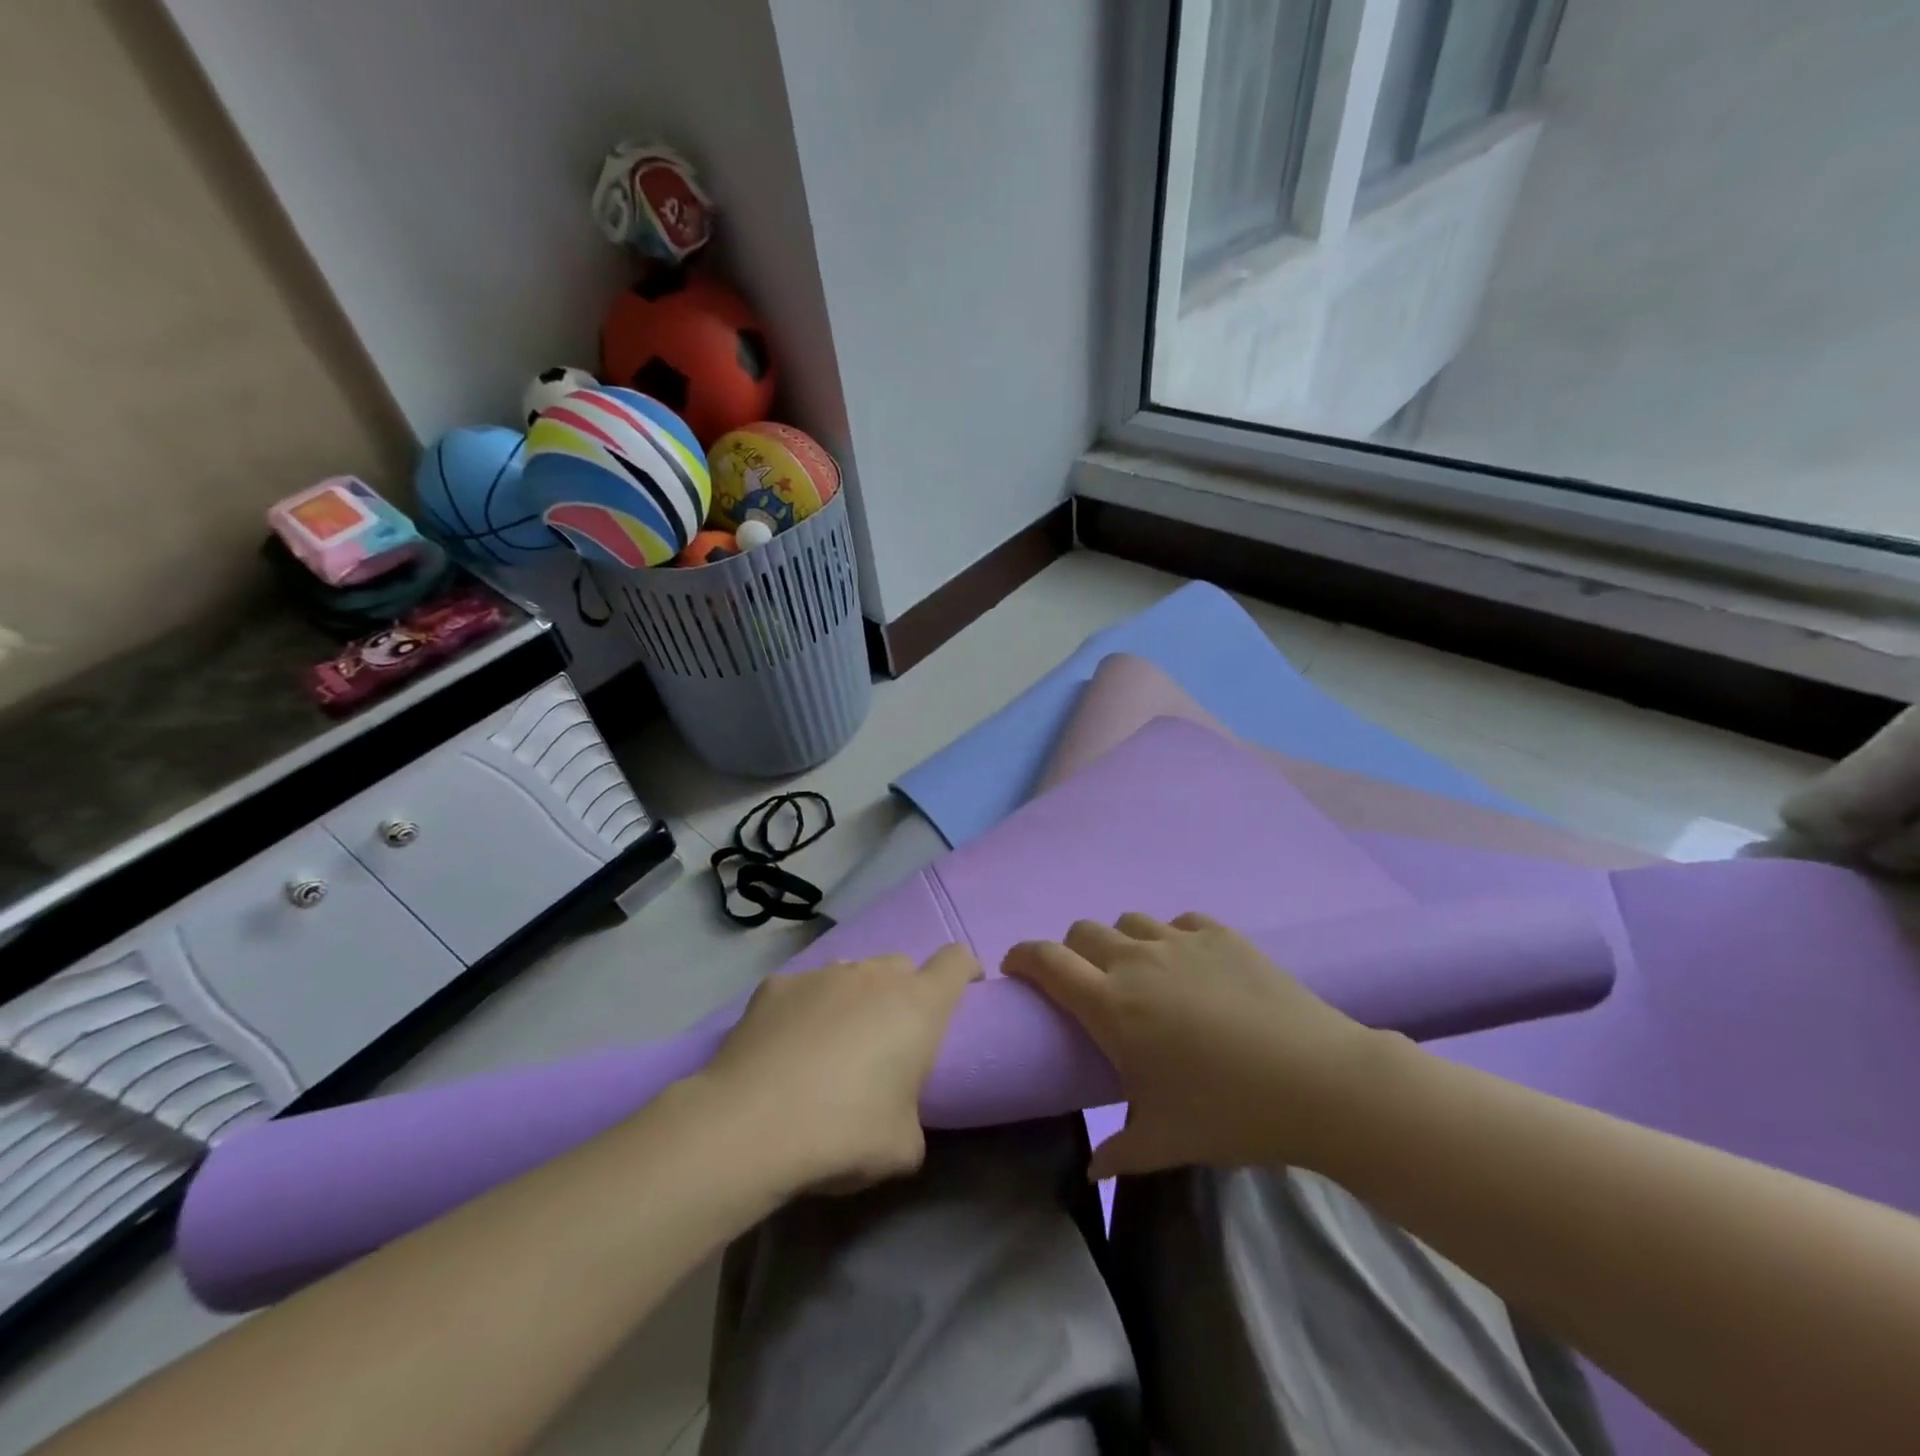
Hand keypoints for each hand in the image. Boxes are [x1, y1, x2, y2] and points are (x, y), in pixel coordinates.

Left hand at [696, 946, 981, 1194]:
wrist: (752, 1125)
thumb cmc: (845, 1132)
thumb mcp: (904, 1147)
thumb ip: (914, 1116)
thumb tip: (899, 1115)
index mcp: (918, 1005)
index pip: (956, 961)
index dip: (965, 971)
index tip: (964, 989)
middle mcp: (874, 975)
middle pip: (902, 966)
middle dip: (904, 992)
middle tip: (889, 1037)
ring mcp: (822, 974)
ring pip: (852, 973)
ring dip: (854, 999)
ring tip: (832, 1044)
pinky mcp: (776, 984)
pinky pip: (804, 989)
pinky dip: (805, 1009)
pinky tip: (785, 1047)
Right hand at [1003, 913, 1383, 1177]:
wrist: (1318, 1081)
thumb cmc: (1229, 1112)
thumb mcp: (1164, 1141)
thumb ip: (1118, 1152)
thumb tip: (1092, 1169)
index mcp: (1111, 1005)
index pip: (1046, 960)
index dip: (1022, 957)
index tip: (1016, 969)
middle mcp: (1136, 961)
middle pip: (1082, 931)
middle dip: (1072, 952)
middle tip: (1087, 986)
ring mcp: (1180, 941)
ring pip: (1128, 921)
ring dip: (1121, 943)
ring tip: (1141, 976)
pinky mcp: (1221, 934)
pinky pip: (1179, 922)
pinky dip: (1171, 938)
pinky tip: (1190, 966)